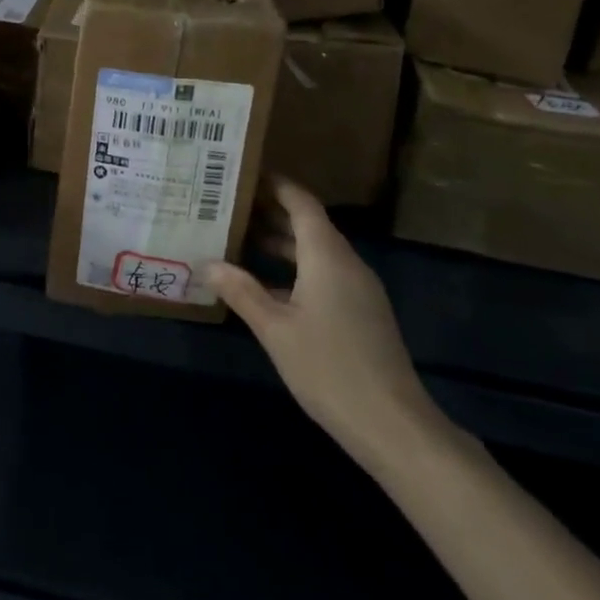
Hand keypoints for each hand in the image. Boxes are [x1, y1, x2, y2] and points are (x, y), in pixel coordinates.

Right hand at [209, 179, 446, 471]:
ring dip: (281, 243)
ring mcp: (358, 289)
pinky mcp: (362, 313)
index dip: (275, 185)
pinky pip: (324, 274)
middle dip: (271, 212)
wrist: (393, 426)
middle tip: (229, 205)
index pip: (301, 202)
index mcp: (327, 256)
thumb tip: (206, 262)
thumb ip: (241, 291)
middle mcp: (346, 263)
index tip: (243, 173)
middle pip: (308, 224)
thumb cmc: (329, 368)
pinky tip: (266, 285)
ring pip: (315, 251)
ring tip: (239, 239)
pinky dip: (295, 269)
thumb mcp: (274, 329)